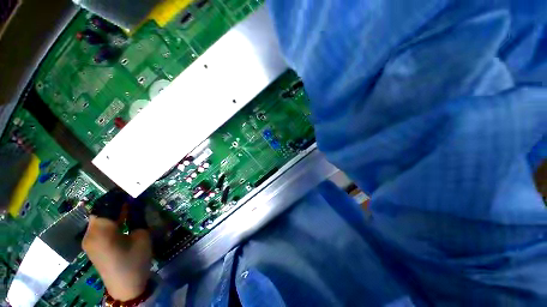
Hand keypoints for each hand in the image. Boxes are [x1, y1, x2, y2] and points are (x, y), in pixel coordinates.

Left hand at [82, 191, 151, 300]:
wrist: (125, 286)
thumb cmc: (135, 261)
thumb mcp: (142, 236)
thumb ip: (137, 218)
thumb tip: (137, 203)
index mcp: (102, 231)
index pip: (106, 205)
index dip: (117, 196)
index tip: (130, 189)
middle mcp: (89, 234)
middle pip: (100, 210)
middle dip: (114, 203)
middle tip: (130, 197)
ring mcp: (88, 241)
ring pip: (98, 218)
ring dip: (111, 211)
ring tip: (127, 206)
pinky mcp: (90, 246)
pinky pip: (98, 226)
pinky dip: (108, 220)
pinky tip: (120, 220)